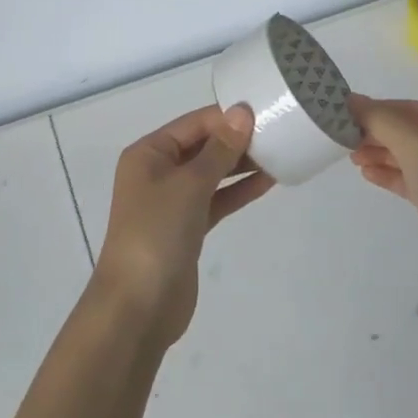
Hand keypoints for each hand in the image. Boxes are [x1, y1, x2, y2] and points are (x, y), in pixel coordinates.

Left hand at [91, 104, 270, 348]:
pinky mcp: (187, 228)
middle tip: (277, 132)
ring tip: (279, 153)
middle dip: (236, 140)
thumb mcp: (190, 184)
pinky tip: (267, 183)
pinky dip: (237, 191)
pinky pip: (216, 200)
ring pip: (211, 174)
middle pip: (202, 146)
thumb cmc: (157, 232)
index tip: (265, 112)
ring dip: (240, 165)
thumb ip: (219, 149)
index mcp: (149, 153)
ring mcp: (172, 201)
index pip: (193, 124)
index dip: (227, 117)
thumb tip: (242, 112)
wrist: (138, 306)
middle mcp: (158, 171)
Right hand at [347, 95, 417, 297]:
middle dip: (376, 133)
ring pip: (407, 157)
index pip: (411, 108)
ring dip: (379, 154)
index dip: (378, 109)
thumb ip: (377, 117)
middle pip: (408, 132)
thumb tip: (348, 100)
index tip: (347, 114)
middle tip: (345, 137)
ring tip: (353, 157)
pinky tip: (367, 175)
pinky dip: (388, 175)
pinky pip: (409, 181)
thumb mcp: (411, 139)